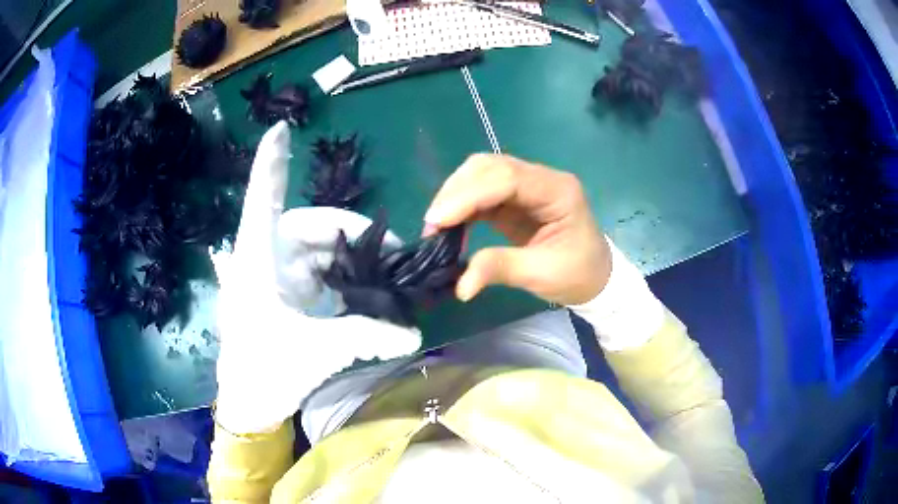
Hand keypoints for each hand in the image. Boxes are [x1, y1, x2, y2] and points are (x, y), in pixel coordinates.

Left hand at [213, 122, 419, 434]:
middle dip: (350, 234)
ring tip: (384, 274)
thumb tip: (413, 334)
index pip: (264, 201)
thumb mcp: (315, 352)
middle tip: (388, 252)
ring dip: (351, 258)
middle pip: (308, 226)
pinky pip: (319, 273)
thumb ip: (365, 336)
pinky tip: (365, 290)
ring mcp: (275, 277)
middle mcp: (265, 260)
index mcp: (258, 261)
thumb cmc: (265, 371)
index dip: (272, 164)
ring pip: (318, 251)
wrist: (249, 402)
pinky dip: (343, 277)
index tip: (280, 130)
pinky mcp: (285, 295)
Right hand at [424, 154, 610, 305]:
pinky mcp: (515, 199)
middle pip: (490, 167)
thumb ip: (500, 269)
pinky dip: (462, 206)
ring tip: (436, 226)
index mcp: (557, 190)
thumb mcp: (543, 274)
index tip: (438, 220)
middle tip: (433, 225)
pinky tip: (449, 225)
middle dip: (456, 191)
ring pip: (481, 174)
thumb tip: (460, 285)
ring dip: (455, 196)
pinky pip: (481, 193)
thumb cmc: (578, 274)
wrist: (597, 277)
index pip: (507, 178)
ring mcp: (527, 186)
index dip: (468, 195)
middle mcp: (541, 179)